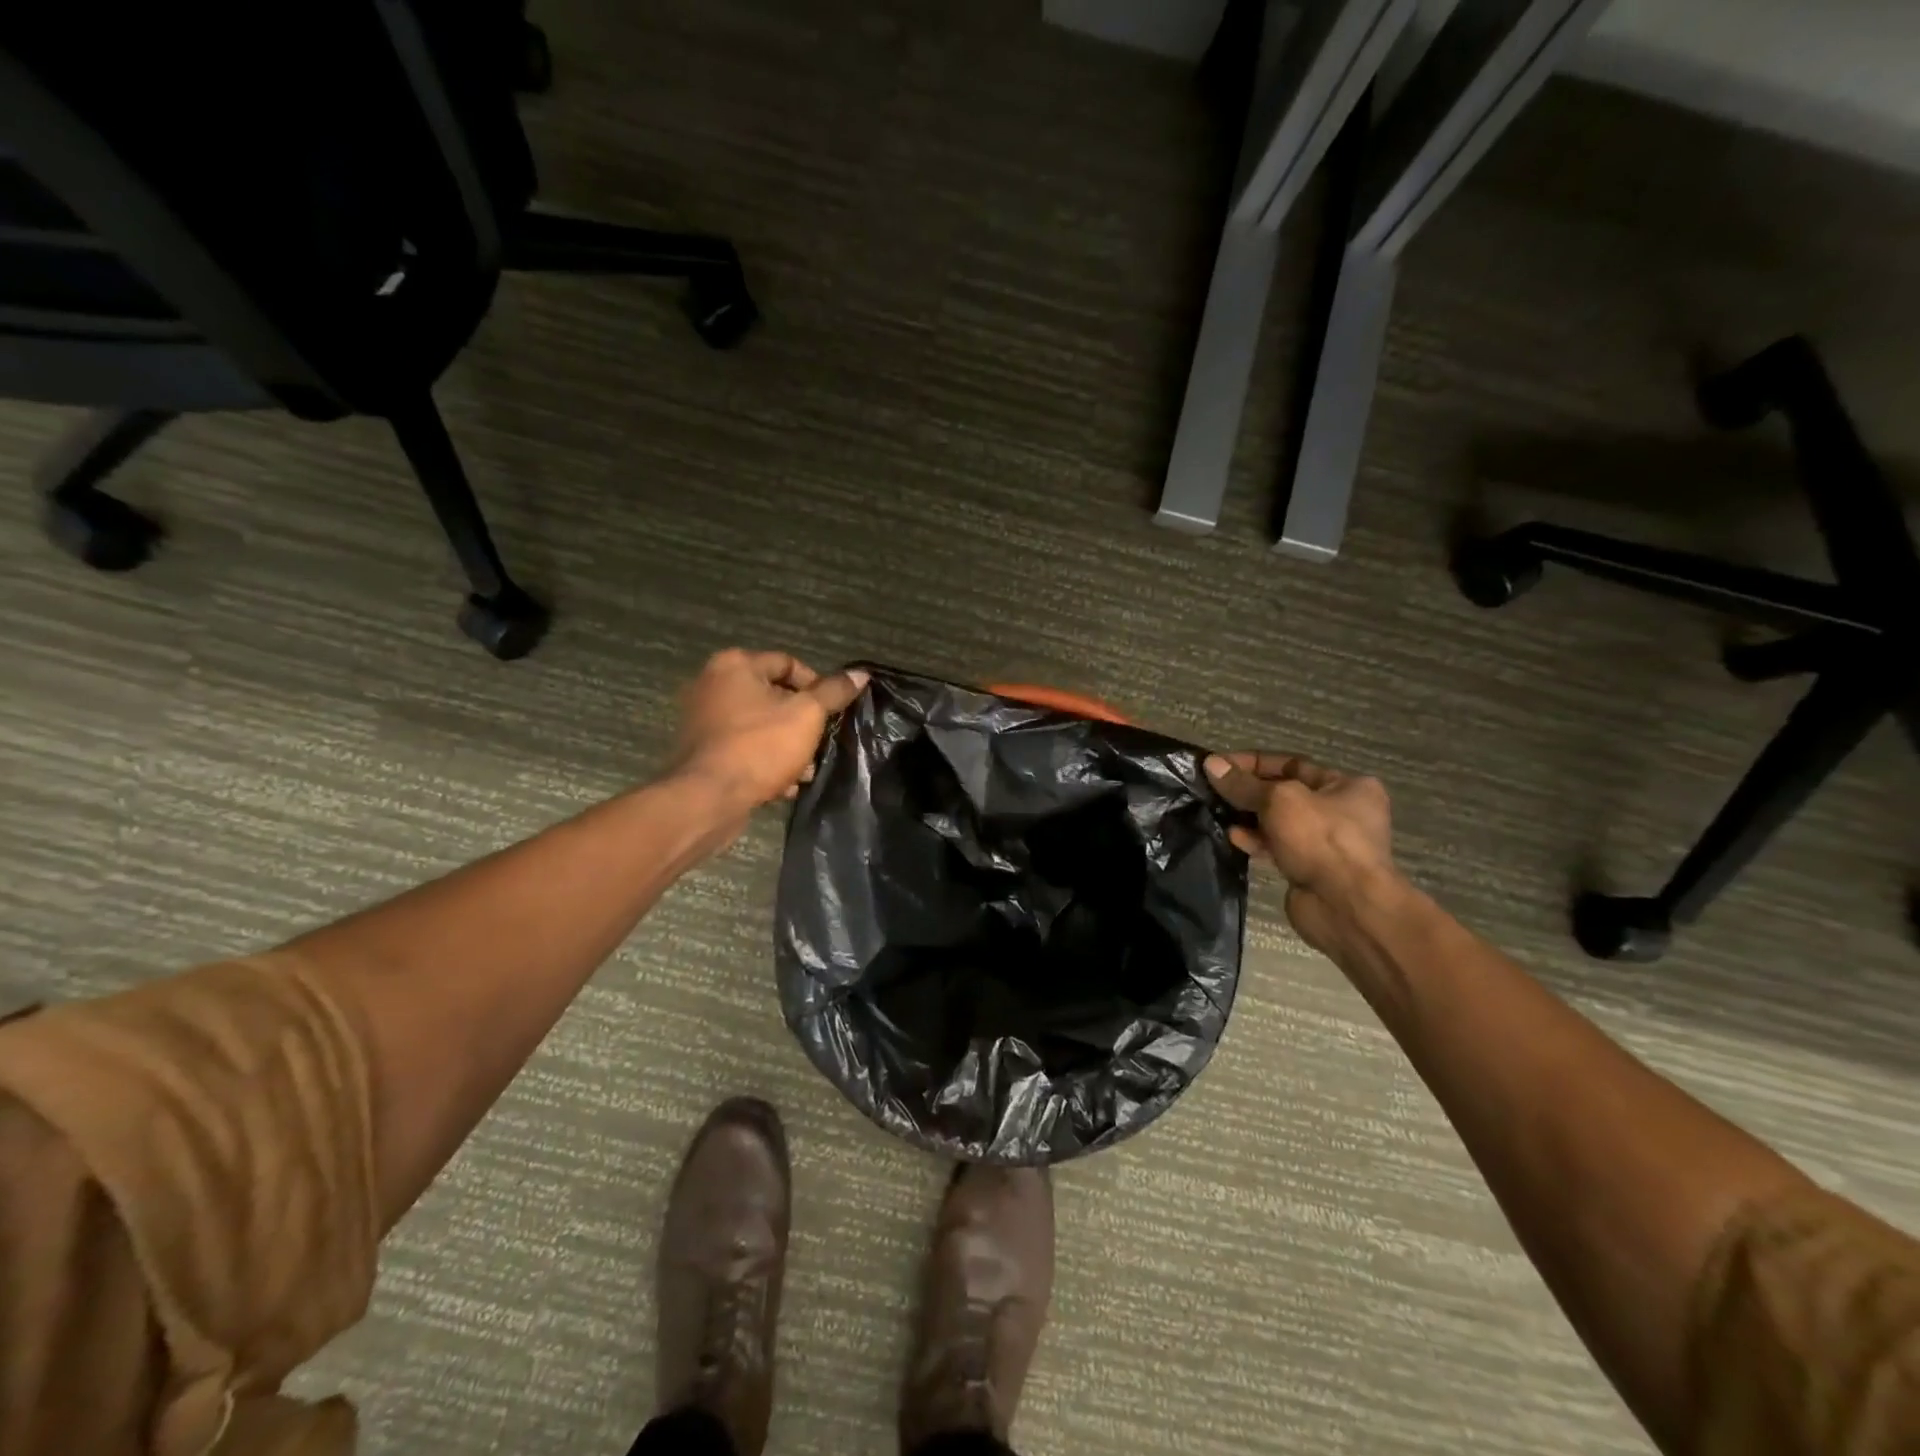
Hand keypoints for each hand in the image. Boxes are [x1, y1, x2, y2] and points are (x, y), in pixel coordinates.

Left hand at [673, 650, 867, 814]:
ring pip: (760, 725)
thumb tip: (860, 674)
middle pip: (773, 695)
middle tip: (821, 742)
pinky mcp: (702, 750)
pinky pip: (743, 747)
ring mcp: (703, 718)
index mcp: (735, 665)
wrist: (709, 798)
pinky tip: (785, 785)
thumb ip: (834, 692)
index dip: (817, 686)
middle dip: (802, 721)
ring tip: (806, 769)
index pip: (788, 663)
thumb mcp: (807, 715)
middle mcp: (713, 684)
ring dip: (787, 745)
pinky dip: (764, 760)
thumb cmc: (760, 746)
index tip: (832, 712)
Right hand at [1204, 751, 1401, 957]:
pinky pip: (1277, 847)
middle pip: (1284, 793)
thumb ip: (1243, 784)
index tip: (1218, 765)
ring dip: (1248, 817)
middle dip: (1248, 791)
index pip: (1291, 764)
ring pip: (1278, 822)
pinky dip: (1256, 841)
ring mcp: (1325, 843)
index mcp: (1347, 785)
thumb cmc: (1321, 839)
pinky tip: (1233, 837)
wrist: (1346, 906)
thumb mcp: (1279, 800)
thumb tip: (1211, 764)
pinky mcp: (1309, 869)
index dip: (1253, 763)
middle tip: (1212, 789)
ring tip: (1217, 812)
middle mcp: (1340, 811)